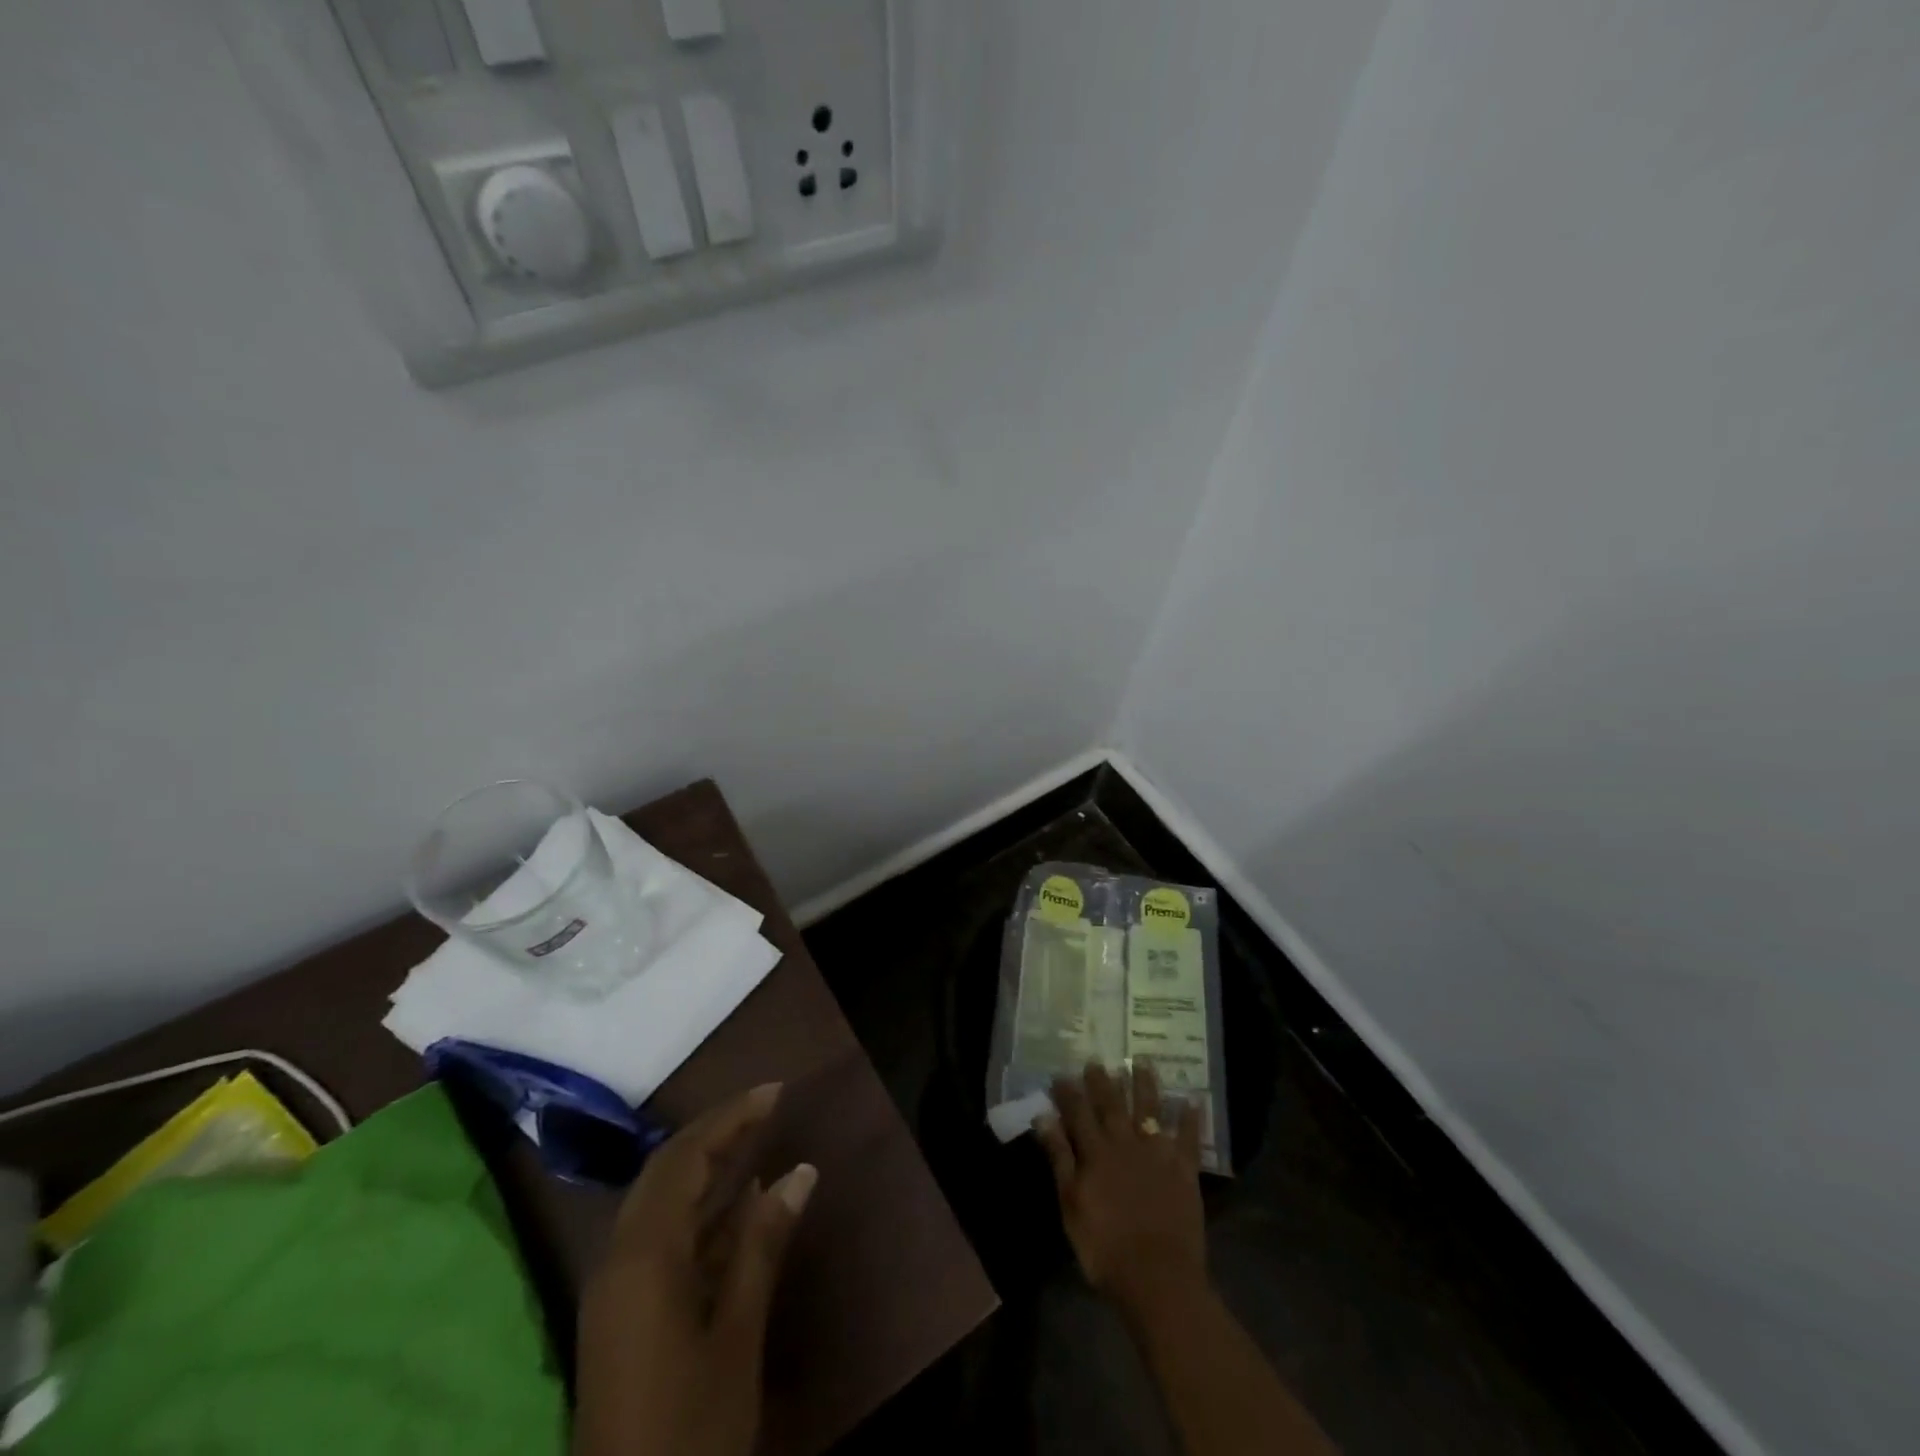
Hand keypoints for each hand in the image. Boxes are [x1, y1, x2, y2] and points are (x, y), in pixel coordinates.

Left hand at [574, 1083, 817, 1455]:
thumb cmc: (690, 1432)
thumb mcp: (737, 1335)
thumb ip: (763, 1245)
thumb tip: (800, 1172)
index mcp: (643, 1257)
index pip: (685, 1158)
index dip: (730, 1118)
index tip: (775, 1093)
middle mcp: (620, 1260)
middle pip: (666, 1171)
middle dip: (716, 1133)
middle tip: (767, 1108)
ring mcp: (617, 1290)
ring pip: (661, 1204)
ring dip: (707, 1169)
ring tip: (759, 1141)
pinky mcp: (623, 1317)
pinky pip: (662, 1240)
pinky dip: (701, 1214)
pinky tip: (741, 1208)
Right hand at [1036, 1060, 1206, 1315]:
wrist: (1158, 1278)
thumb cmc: (1105, 1248)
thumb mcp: (1071, 1205)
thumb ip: (1059, 1158)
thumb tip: (1044, 1117)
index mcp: (1095, 1153)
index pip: (1078, 1113)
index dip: (1068, 1092)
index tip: (1062, 1073)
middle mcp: (1125, 1143)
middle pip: (1112, 1104)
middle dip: (1103, 1080)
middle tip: (1097, 1060)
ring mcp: (1157, 1153)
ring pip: (1149, 1109)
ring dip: (1145, 1084)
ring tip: (1141, 1061)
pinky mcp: (1184, 1169)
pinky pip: (1188, 1137)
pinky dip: (1190, 1117)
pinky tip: (1192, 1099)